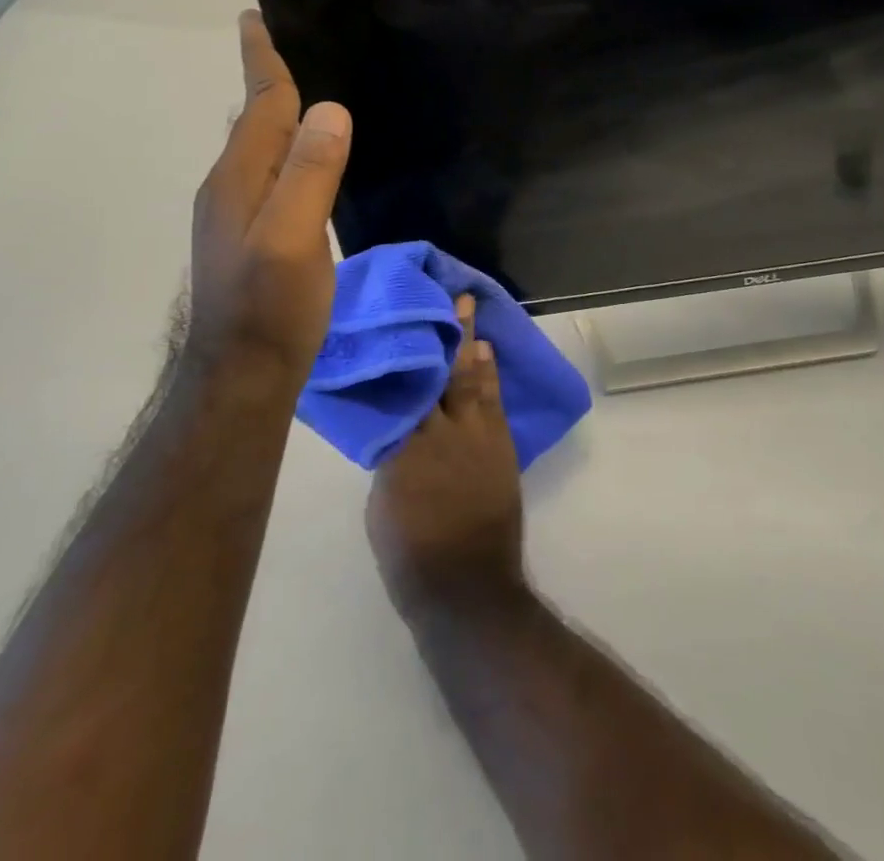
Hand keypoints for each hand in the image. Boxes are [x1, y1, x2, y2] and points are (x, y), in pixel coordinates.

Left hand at [183, 11, 350, 393]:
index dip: (262, 60)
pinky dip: (286, 149)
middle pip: (253, 119)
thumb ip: (308, 173)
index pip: (258, 104)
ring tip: (305, 92)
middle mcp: (229, 186)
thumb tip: (329, 109)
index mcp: (239, 177)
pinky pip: (268, 173)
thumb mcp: (293, 238)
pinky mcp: (249, 235)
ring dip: (277, 114)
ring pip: (260, 147)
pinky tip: (306, 158)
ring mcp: (235, 213)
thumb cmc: (271, 307)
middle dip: (268, 79)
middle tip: (292, 43)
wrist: (241, 375)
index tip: (256, 17)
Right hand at [366, 295, 525, 619]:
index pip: (404, 386)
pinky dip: (490, 375)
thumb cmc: (410, 553)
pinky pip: (494, 401)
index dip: (405, 351)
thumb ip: (390, 454)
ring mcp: (478, 437)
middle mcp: (442, 431)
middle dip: (445, 332)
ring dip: (471, 344)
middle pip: (442, 372)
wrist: (467, 589)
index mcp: (405, 445)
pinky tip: (486, 354)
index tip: (402, 318)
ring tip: (469, 311)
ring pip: (472, 379)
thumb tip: (396, 423)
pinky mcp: (501, 447)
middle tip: (447, 296)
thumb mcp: (382, 501)